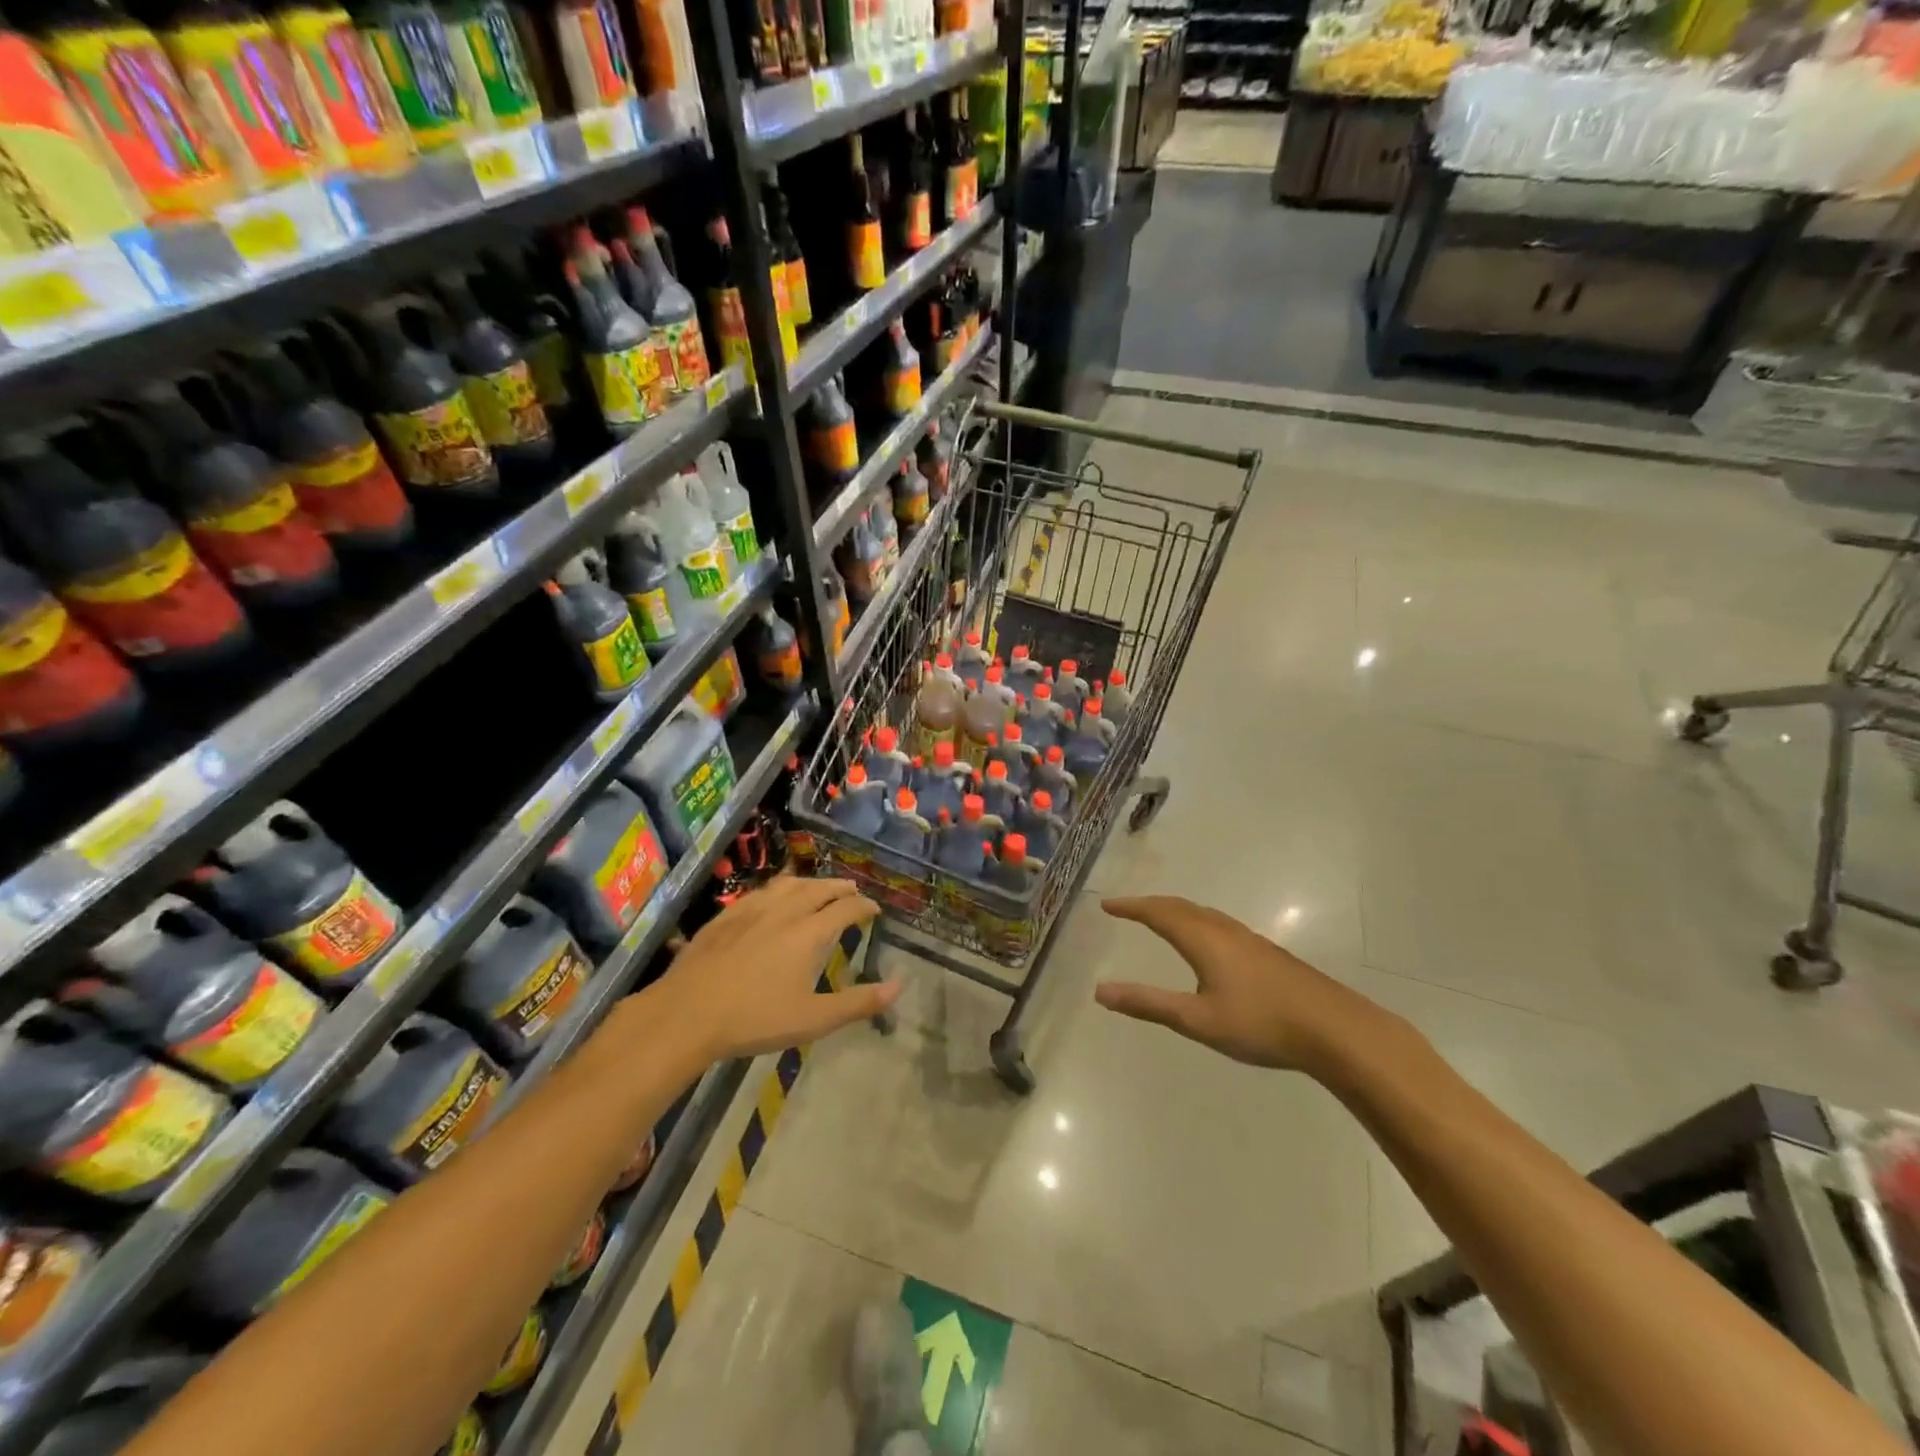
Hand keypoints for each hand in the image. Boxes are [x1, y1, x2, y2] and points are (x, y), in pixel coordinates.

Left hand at [647, 877, 893, 1062]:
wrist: (688, 1013)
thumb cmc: (755, 1019)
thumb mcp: (813, 1019)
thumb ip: (858, 1003)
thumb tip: (898, 986)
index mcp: (809, 933)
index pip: (845, 908)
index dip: (864, 906)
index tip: (874, 909)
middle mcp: (784, 912)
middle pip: (819, 889)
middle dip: (840, 888)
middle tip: (851, 891)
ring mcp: (752, 910)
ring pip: (788, 885)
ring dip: (810, 883)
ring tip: (817, 887)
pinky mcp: (726, 916)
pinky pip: (760, 891)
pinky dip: (778, 888)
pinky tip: (772, 898)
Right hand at [1095, 896, 1400, 1076]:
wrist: (1334, 1029)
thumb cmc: (1260, 1023)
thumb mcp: (1197, 1019)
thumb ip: (1148, 1004)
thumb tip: (1100, 991)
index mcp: (1203, 940)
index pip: (1158, 913)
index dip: (1130, 907)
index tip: (1106, 904)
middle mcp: (1223, 930)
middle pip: (1180, 907)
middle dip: (1150, 904)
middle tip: (1127, 908)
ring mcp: (1249, 940)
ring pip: (1203, 914)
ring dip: (1175, 911)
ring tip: (1160, 918)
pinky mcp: (1267, 954)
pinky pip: (1219, 924)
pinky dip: (1196, 921)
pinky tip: (1206, 943)